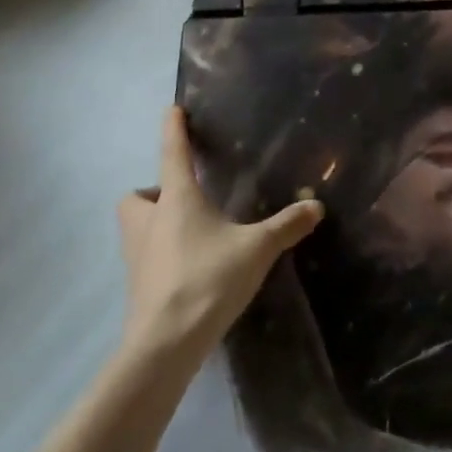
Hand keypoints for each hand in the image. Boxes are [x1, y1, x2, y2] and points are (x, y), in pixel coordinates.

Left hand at [117, 106, 323, 361]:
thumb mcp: (257, 248)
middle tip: (183, 199)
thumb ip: (286, 225)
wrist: (166, 342)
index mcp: (178, 200)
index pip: (172, 154)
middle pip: (136, 196)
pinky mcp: (137, 284)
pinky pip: (144, 256)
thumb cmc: (209, 279)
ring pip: (135, 227)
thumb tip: (316, 206)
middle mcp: (149, 221)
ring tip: (189, 232)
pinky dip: (160, 253)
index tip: (172, 110)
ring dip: (154, 222)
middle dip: (153, 192)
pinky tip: (189, 267)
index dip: (173, 129)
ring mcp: (137, 255)